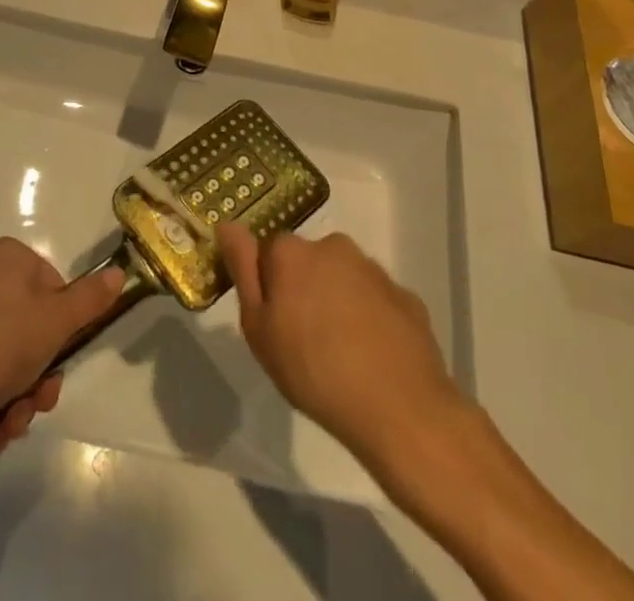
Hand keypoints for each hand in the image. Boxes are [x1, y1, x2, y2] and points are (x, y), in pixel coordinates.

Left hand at [0, 239, 125, 472]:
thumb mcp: (57, 323)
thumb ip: (90, 298)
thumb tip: (117, 273)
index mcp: (4, 257)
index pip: (52, 285)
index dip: (62, 326)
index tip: (60, 357)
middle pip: (29, 324)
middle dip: (40, 371)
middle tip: (40, 401)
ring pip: (5, 353)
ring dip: (19, 393)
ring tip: (11, 424)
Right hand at [216, 224, 465, 470]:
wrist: (401, 410)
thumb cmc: (314, 370)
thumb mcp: (259, 329)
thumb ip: (242, 270)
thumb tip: (227, 224)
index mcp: (293, 252)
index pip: (269, 252)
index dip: (269, 286)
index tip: (274, 323)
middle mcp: (333, 246)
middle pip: (308, 261)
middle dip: (304, 289)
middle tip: (304, 341)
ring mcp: (374, 270)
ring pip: (343, 278)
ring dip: (337, 302)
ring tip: (341, 354)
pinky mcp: (405, 296)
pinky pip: (376, 301)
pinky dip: (370, 319)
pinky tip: (372, 358)